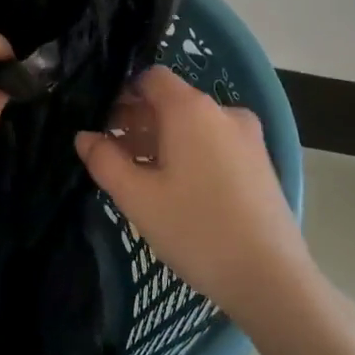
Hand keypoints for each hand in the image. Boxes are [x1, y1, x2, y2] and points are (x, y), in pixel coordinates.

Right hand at [74, 66, 312, 327]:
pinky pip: (214, 142)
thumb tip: (84, 137)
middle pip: (172, 100)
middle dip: (139, 120)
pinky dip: (189, 152)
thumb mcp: (138, 198)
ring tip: (139, 175)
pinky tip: (175, 188)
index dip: (122, 94)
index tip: (101, 123)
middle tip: (111, 153)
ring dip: (162, 139)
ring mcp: (247, 137)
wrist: (270, 277)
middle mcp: (223, 112)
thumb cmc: (196, 230)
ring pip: (194, 124)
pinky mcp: (260, 162)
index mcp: (191, 109)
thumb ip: (105, 161)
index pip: (151, 77)